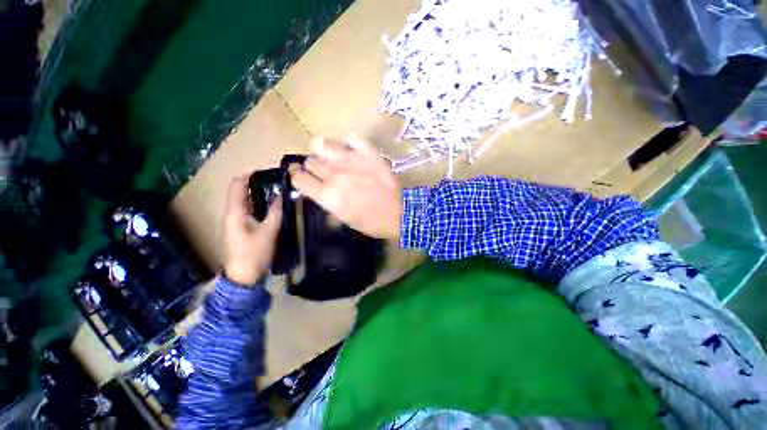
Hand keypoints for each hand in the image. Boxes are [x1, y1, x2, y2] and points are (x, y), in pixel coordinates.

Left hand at [222, 175, 282, 285]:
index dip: (248, 175)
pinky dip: (259, 202)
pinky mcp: (241, 227)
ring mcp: (236, 220)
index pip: (236, 185)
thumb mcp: (268, 232)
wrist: (244, 275)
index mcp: (234, 212)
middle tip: (275, 179)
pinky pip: (249, 208)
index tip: (266, 170)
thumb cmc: (254, 253)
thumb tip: (282, 196)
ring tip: (276, 189)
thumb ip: (275, 212)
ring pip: (245, 200)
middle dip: (255, 182)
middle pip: (240, 191)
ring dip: (258, 192)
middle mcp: (232, 213)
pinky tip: (271, 204)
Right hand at [291, 136, 401, 239]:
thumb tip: (320, 192)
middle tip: (322, 171)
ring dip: (323, 150)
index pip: (299, 178)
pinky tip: (352, 149)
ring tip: (332, 157)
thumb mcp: (344, 219)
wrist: (399, 213)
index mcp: (327, 195)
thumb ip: (328, 203)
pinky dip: (350, 141)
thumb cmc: (371, 222)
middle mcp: (334, 174)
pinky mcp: (367, 153)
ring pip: (322, 144)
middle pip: (310, 161)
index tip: (301, 177)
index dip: (297, 177)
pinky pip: (352, 136)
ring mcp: (351, 160)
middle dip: (313, 166)